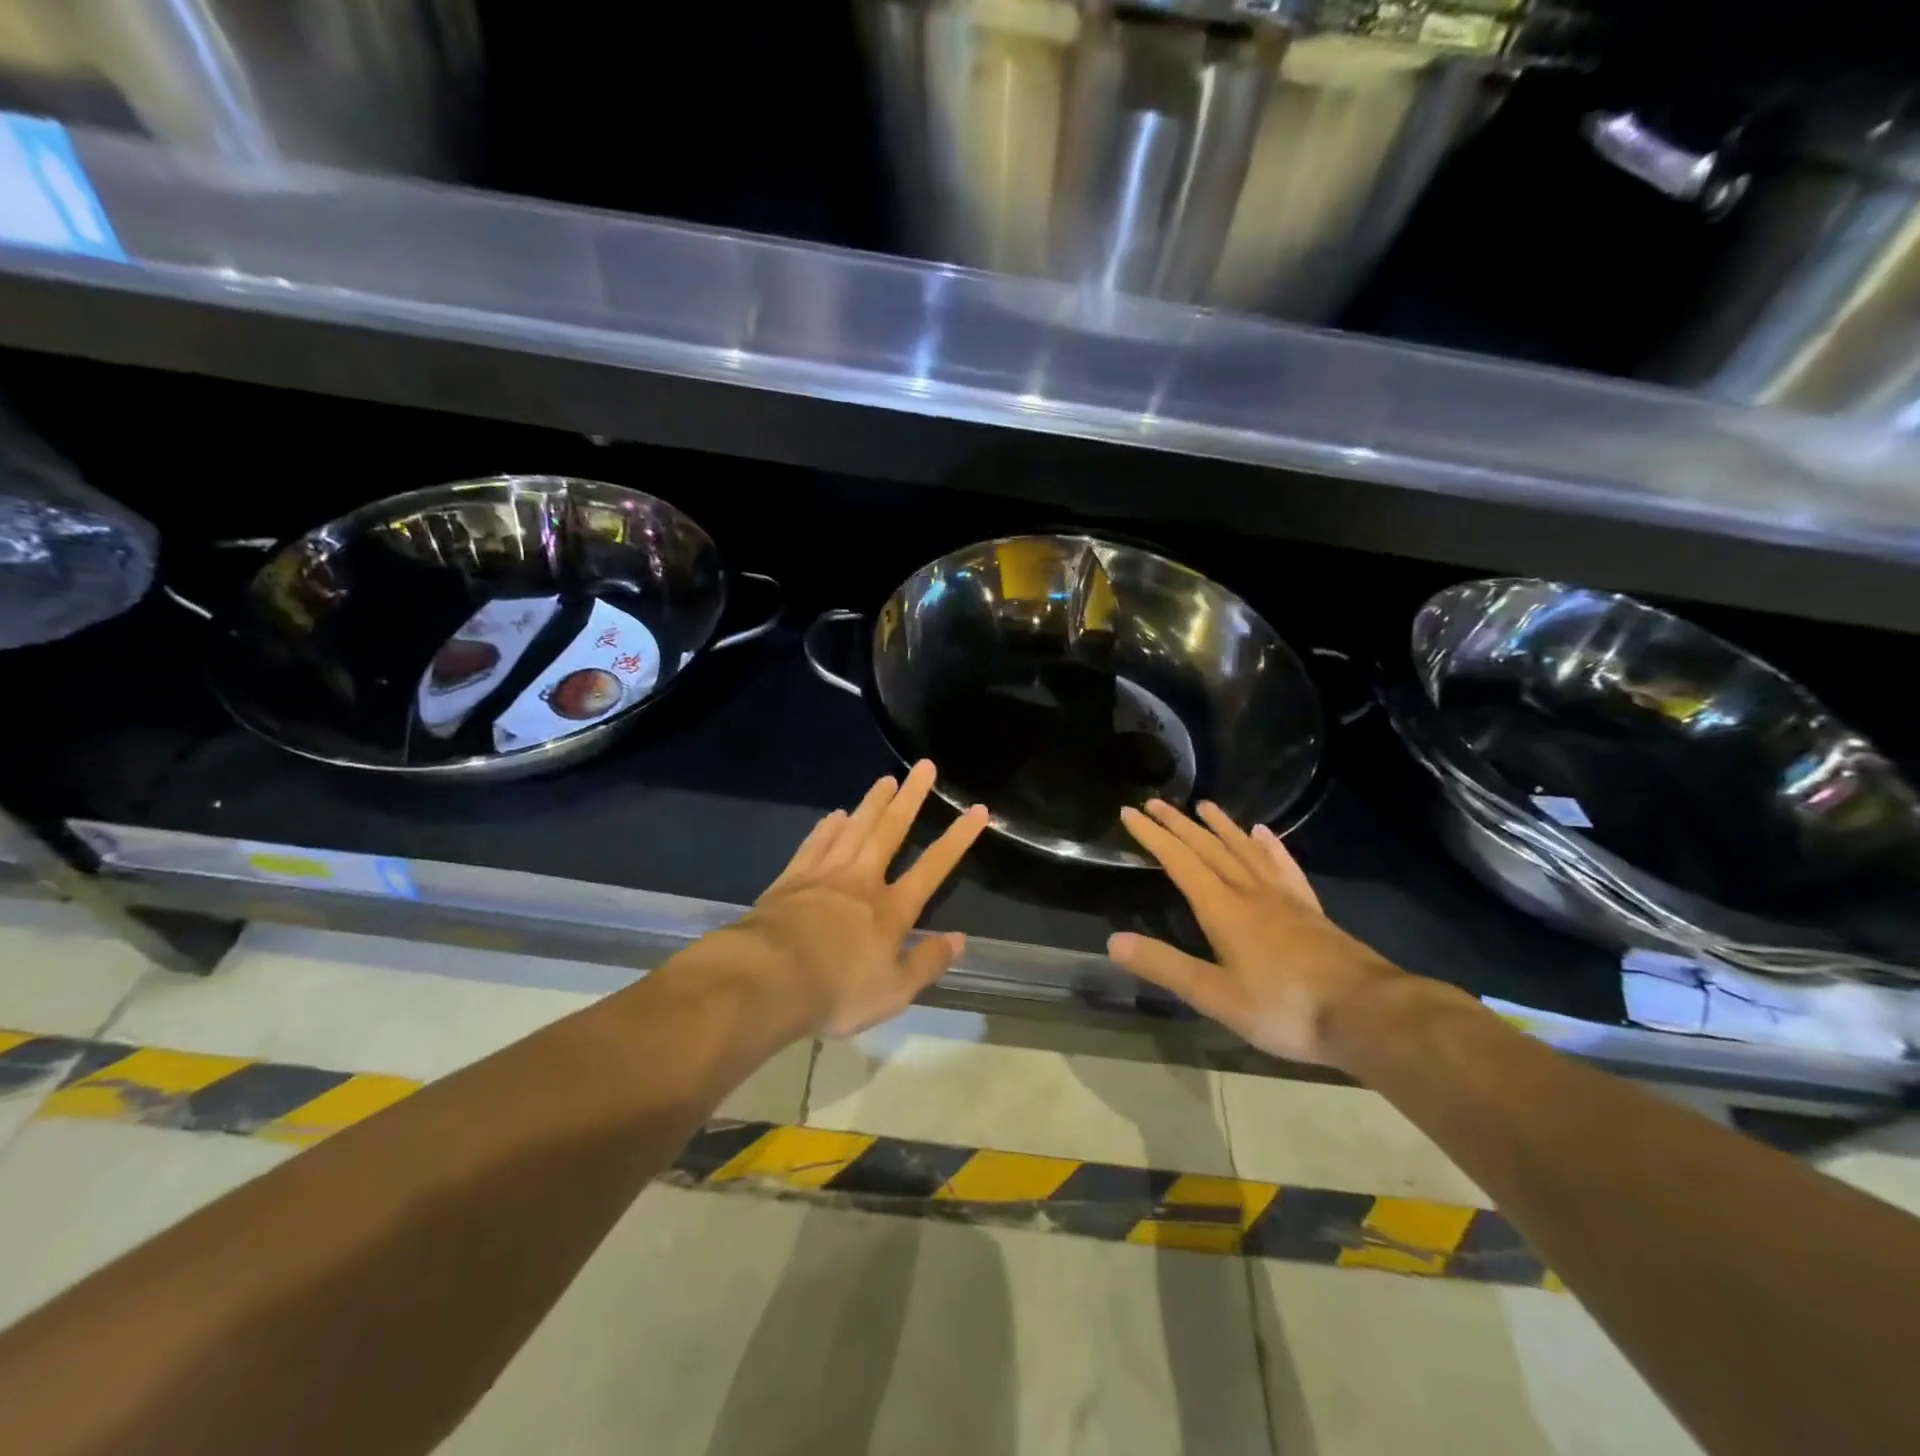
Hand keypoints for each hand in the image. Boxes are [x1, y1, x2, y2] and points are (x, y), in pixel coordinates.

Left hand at [735, 760, 989, 1036]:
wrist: (768, 980)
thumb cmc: (837, 991)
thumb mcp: (894, 992)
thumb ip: (928, 962)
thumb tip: (960, 939)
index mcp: (891, 909)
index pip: (933, 867)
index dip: (957, 838)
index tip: (976, 809)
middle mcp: (862, 881)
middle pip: (890, 831)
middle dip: (911, 798)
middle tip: (924, 766)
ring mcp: (824, 875)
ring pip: (854, 829)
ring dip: (872, 803)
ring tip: (886, 779)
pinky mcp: (791, 879)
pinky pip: (815, 844)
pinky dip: (828, 828)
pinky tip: (835, 815)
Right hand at [1108, 800, 1414, 1066]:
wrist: (1368, 1014)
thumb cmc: (1285, 1008)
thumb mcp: (1215, 996)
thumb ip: (1165, 966)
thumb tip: (1114, 941)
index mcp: (1224, 909)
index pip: (1180, 862)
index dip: (1153, 836)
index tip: (1130, 811)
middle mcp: (1251, 892)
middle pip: (1210, 849)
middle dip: (1180, 824)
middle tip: (1157, 801)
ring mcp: (1285, 899)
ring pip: (1246, 851)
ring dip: (1222, 827)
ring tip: (1205, 806)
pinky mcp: (1310, 910)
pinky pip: (1284, 867)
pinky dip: (1270, 847)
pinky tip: (1265, 835)